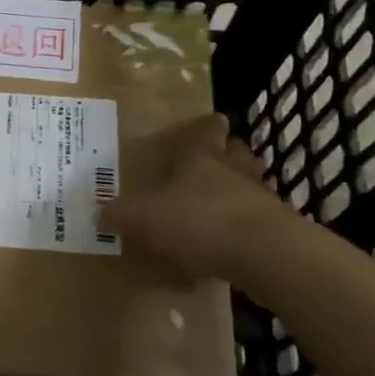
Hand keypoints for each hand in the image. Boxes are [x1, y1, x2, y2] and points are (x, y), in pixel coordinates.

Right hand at [98, 135, 290, 285]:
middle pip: (236, 153)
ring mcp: (260, 200)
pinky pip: (256, 222)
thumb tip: (98, 213)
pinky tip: (230, 244)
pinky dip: (244, 228)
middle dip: (228, 155)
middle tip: (216, 160)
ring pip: (250, 186)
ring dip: (238, 191)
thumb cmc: (200, 221)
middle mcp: (234, 172)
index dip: (209, 126)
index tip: (214, 119)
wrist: (265, 256)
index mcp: (202, 158)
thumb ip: (121, 215)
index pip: (208, 131)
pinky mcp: (276, 232)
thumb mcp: (146, 218)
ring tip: (221, 204)